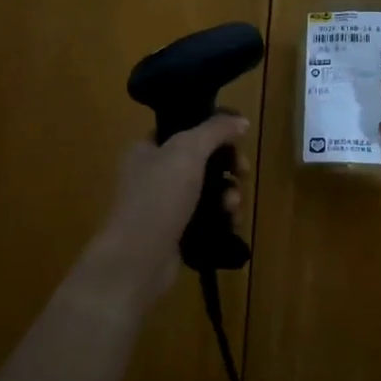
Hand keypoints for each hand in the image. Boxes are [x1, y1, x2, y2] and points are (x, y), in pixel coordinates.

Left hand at [81, 114, 248, 306]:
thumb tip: (241, 120)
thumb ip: (215, 130)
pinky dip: (222, 218)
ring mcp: (165, 205)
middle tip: (243, 172)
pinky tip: (232, 223)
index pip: (185, 129)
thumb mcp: (188, 151)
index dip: (213, 132)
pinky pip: (207, 217)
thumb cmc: (158, 197)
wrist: (138, 260)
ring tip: (232, 206)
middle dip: (228, 166)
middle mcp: (153, 174)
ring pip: (208, 190)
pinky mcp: (177, 232)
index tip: (237, 140)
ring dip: (228, 194)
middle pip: (202, 160)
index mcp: (147, 149)